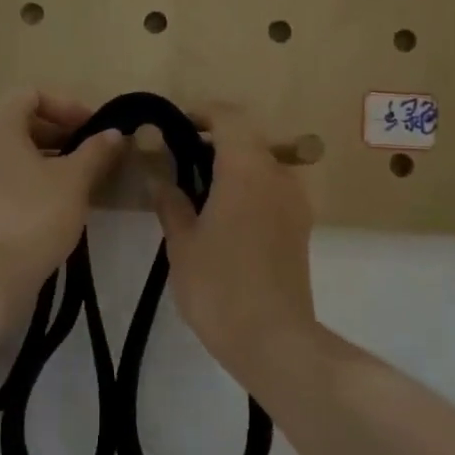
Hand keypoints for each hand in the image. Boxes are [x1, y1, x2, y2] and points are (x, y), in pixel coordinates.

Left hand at [0, 91, 125, 323]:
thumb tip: (114, 133)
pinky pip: (0, 180)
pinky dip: (26, 182)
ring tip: (77, 182)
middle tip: (90, 155)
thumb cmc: (34, 216)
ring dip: (44, 160)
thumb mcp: (75, 180)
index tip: (94, 130)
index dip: (67, 106)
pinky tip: (52, 207)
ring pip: (10, 155)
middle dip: (58, 134)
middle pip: (19, 123)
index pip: (31, 94)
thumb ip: (96, 151)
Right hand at [151, 106, 319, 387]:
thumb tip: (155, 169)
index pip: (228, 117)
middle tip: (174, 161)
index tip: (171, 127)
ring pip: (261, 164)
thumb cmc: (219, 286)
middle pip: (246, 138)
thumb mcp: (182, 241)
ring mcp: (294, 201)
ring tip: (194, 191)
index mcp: (247, 168)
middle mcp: (278, 175)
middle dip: (211, 141)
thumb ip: (169, 198)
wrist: (274, 341)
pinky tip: (220, 216)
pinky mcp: (299, 226)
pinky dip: (246, 187)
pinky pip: (271, 189)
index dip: (199, 113)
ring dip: (230, 165)